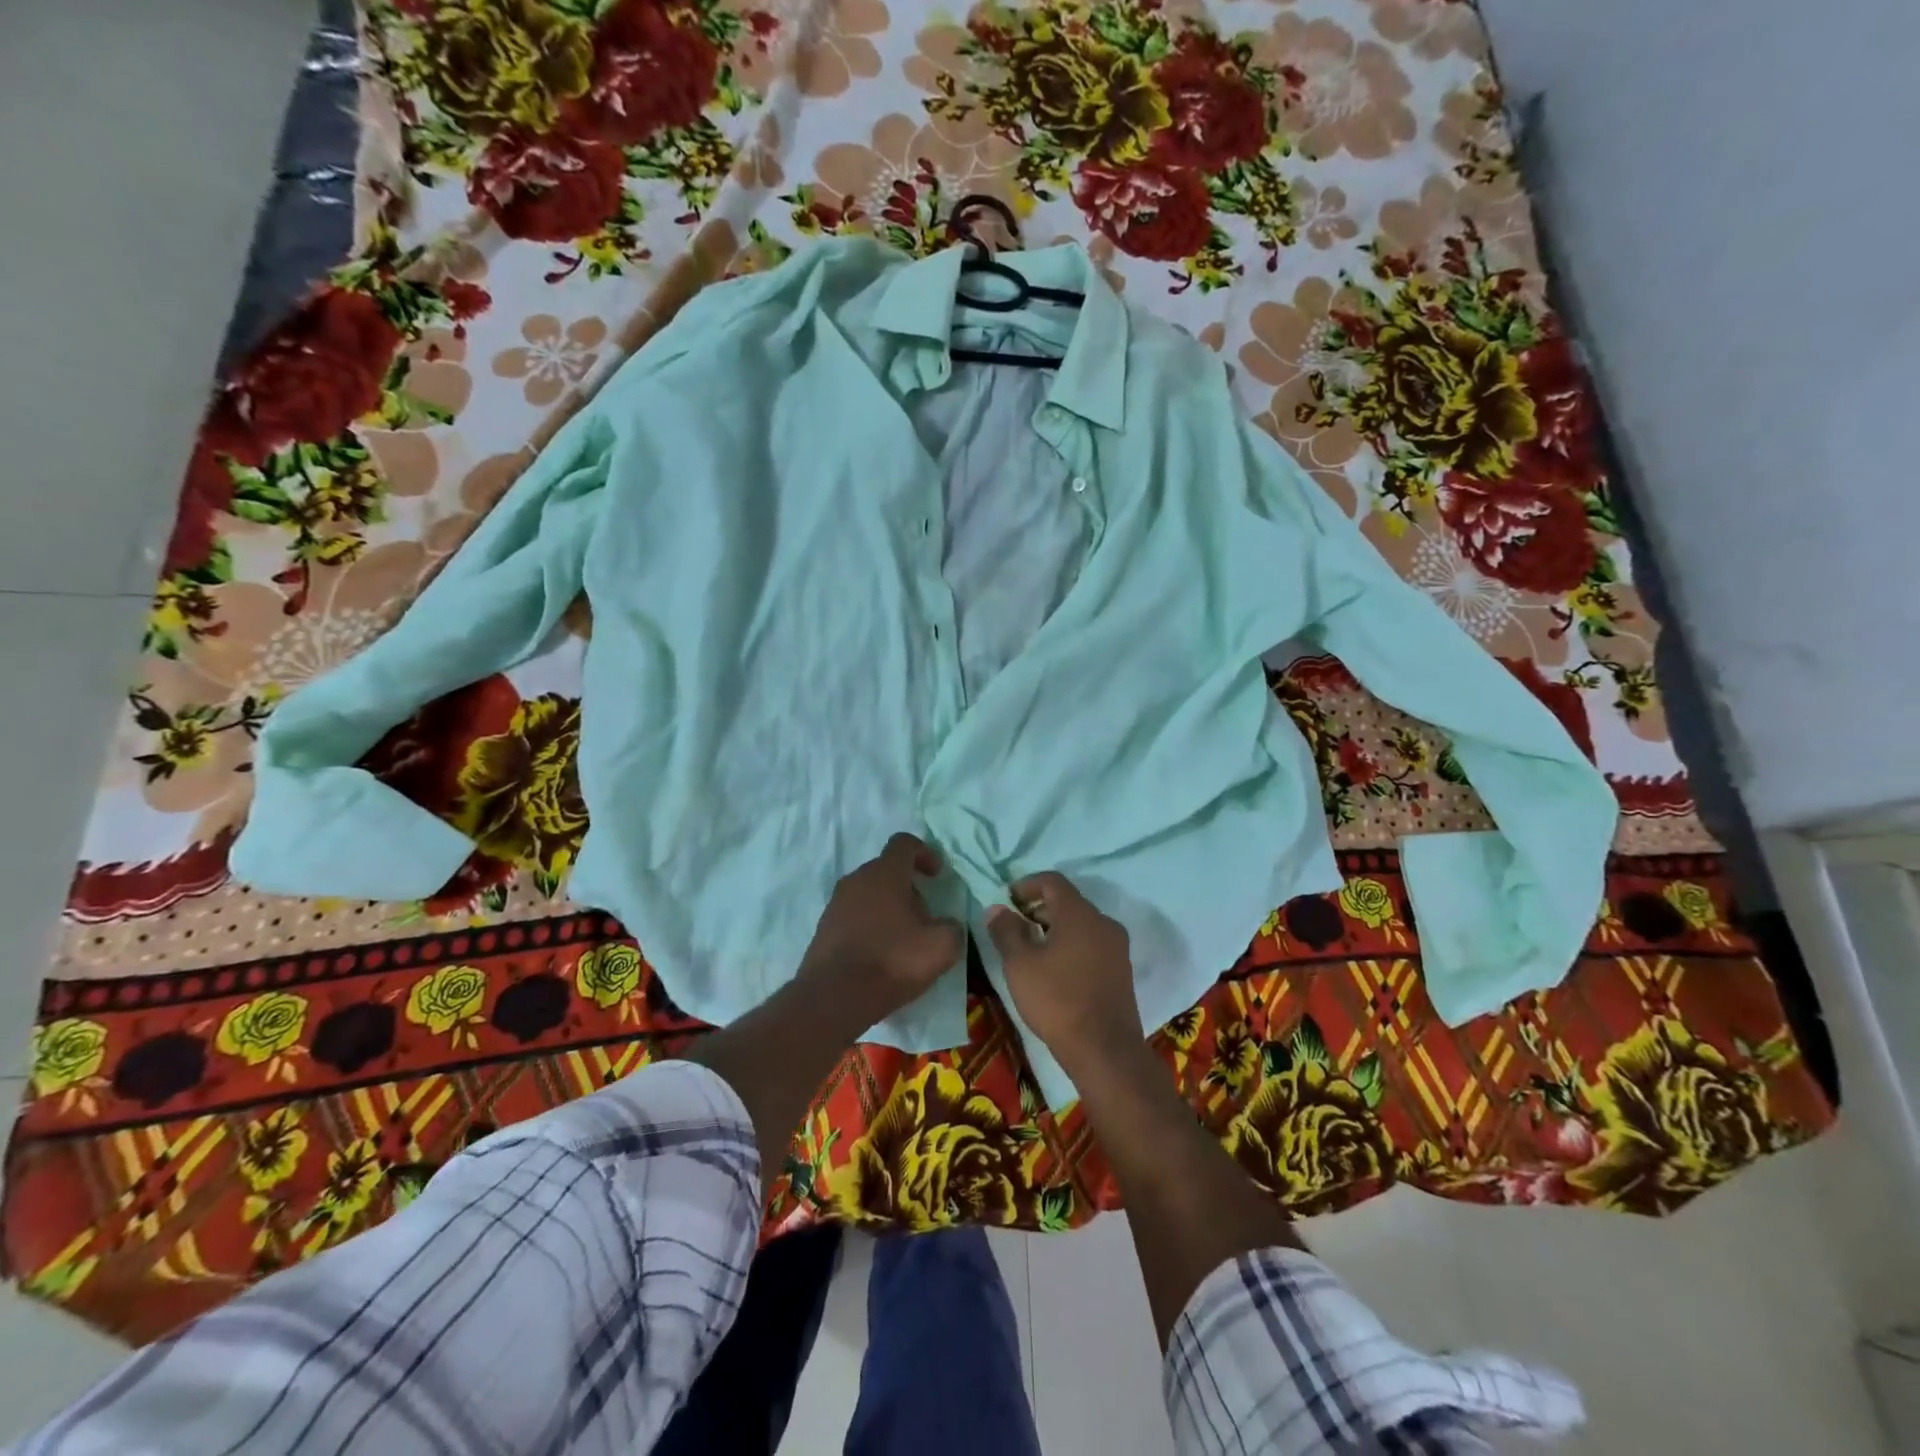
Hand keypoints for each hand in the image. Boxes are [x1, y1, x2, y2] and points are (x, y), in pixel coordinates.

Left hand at [800, 833, 964, 1021]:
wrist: (834, 997)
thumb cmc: (892, 961)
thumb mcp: (942, 947)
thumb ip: (952, 927)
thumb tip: (948, 924)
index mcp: (885, 873)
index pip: (904, 843)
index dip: (925, 853)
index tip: (936, 875)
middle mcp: (857, 879)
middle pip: (886, 870)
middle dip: (908, 886)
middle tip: (924, 915)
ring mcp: (836, 903)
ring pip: (869, 893)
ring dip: (888, 907)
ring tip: (903, 938)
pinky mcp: (824, 927)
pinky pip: (853, 915)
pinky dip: (869, 925)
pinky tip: (880, 954)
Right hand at [985, 872, 1141, 1073]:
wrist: (1105, 1050)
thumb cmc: (1057, 1000)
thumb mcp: (1020, 964)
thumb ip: (1006, 931)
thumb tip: (997, 908)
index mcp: (1079, 913)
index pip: (1053, 881)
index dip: (1027, 885)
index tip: (1007, 900)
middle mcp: (1103, 922)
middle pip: (1068, 902)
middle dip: (1039, 909)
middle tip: (1014, 927)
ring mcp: (1117, 947)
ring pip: (1081, 925)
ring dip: (1055, 929)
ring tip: (1031, 950)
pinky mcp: (1121, 971)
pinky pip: (1092, 945)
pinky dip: (1071, 946)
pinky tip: (1055, 970)